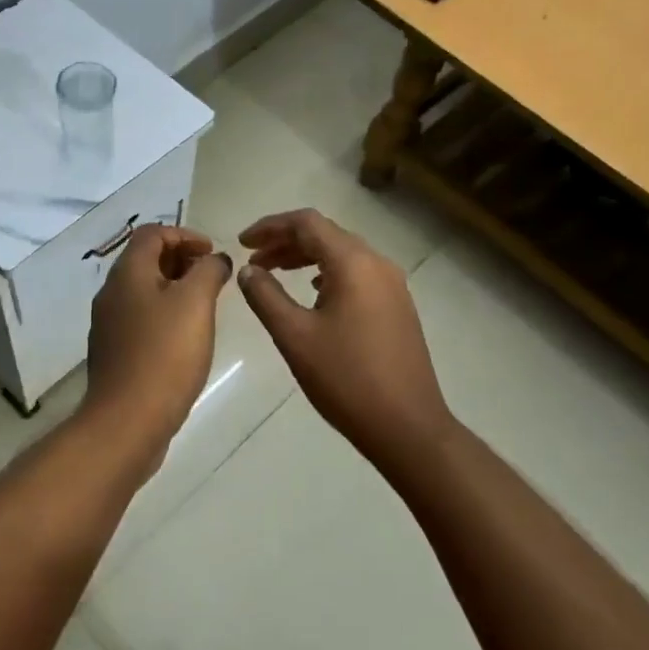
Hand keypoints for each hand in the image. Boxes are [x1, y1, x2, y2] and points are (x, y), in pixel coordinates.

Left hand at [84, 224, 231, 451]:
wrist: (128, 420)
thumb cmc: (165, 354)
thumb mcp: (195, 303)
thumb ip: (208, 271)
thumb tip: (215, 259)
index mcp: (128, 274)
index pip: (152, 233)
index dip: (185, 235)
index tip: (213, 253)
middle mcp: (112, 293)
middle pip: (146, 260)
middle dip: (181, 260)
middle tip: (213, 277)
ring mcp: (109, 325)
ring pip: (144, 291)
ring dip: (175, 288)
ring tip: (206, 305)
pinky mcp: (115, 352)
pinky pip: (141, 318)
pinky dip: (165, 314)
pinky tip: (186, 337)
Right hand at [236, 209, 455, 467]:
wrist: (407, 426)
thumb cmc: (345, 379)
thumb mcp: (294, 336)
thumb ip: (266, 296)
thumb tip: (248, 270)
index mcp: (353, 263)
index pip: (307, 223)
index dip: (270, 226)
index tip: (242, 243)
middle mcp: (377, 264)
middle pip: (326, 234)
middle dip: (286, 242)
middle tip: (253, 261)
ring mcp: (393, 286)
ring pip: (343, 255)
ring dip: (306, 258)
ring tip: (275, 274)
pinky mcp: (398, 307)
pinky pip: (357, 275)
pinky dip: (327, 274)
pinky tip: (312, 294)